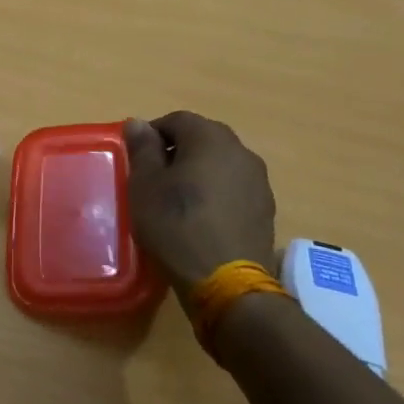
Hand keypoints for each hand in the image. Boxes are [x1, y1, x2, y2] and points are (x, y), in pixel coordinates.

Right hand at [123, 111, 276, 296]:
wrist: (227, 283)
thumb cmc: (177, 224)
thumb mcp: (145, 184)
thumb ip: (142, 149)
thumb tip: (139, 123)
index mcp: (210, 138)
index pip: (177, 120)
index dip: (153, 135)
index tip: (138, 159)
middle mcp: (241, 151)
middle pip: (203, 139)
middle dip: (177, 152)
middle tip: (155, 179)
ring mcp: (259, 182)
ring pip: (220, 164)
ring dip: (199, 173)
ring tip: (178, 201)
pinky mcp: (266, 210)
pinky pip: (234, 189)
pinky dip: (216, 194)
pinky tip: (201, 220)